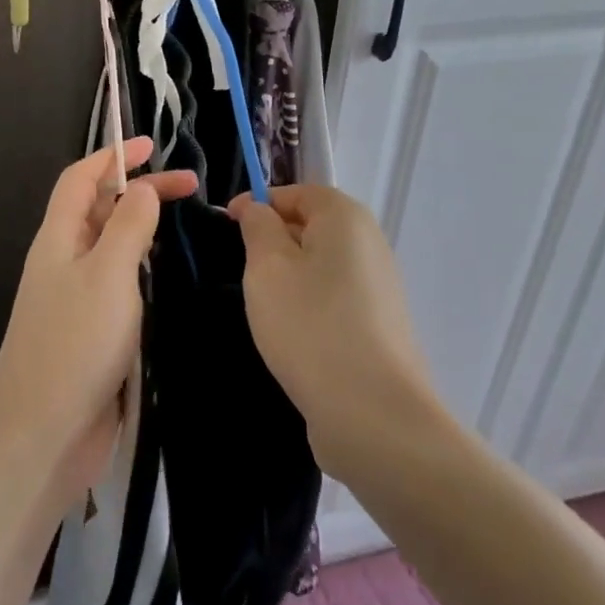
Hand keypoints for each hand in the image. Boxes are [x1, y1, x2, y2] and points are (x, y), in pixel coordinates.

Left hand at [0, 138, 196, 500]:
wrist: (44, 431)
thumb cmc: (76, 343)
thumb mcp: (108, 273)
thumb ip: (127, 225)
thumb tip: (141, 189)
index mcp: (58, 239)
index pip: (81, 179)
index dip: (113, 156)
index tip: (152, 144)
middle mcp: (63, 262)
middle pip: (98, 210)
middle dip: (139, 191)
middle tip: (192, 189)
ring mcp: (75, 299)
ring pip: (108, 248)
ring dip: (141, 230)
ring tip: (184, 227)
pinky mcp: (90, 333)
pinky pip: (117, 285)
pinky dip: (141, 270)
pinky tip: (166, 279)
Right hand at [229, 184, 446, 475]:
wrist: (372, 412)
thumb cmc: (309, 326)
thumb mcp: (267, 268)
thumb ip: (258, 227)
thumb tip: (257, 208)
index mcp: (346, 218)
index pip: (297, 191)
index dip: (258, 203)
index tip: (225, 226)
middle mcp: (370, 244)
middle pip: (312, 226)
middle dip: (273, 240)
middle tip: (239, 269)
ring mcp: (379, 287)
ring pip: (321, 264)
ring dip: (288, 276)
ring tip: (262, 305)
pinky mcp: (378, 325)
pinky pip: (333, 297)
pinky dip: (307, 304)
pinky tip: (291, 333)